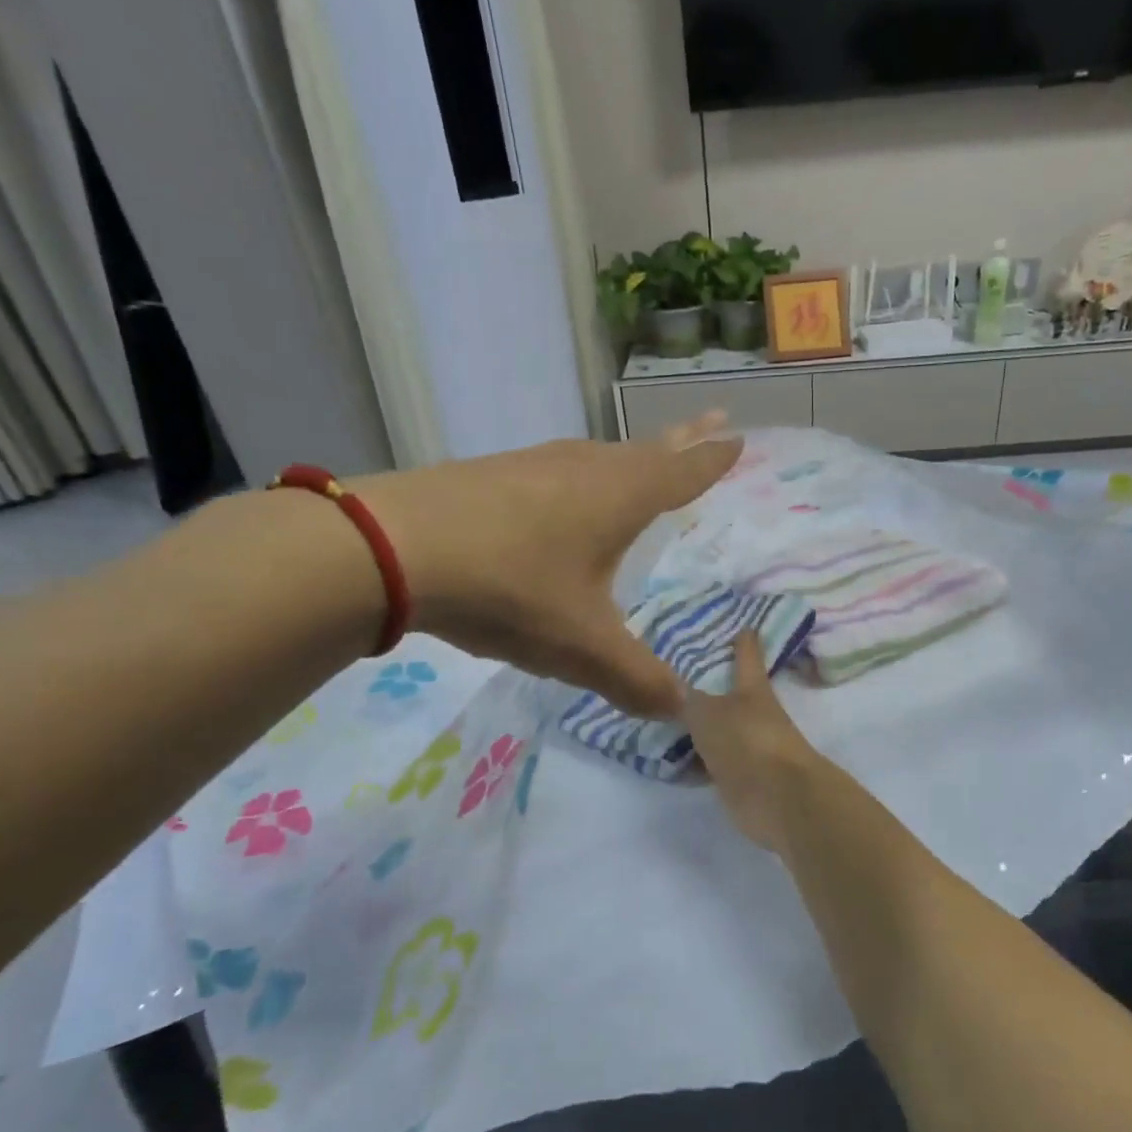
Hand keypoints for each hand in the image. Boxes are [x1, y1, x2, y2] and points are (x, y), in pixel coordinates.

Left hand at [354, 415, 738, 716]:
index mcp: (621, 497)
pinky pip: (557, 471)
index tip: (738, 437)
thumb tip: (680, 709)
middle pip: (646, 450)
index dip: (712, 459)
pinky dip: (580, 477)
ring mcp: (534, 465)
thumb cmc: (511, 588)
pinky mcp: (492, 475)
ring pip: (598, 457)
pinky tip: (562, 496)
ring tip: (643, 462)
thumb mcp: (583, 647)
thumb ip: (636, 680)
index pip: (683, 472)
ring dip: (628, 457)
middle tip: (710, 422)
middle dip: (682, 440)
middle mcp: (585, 469)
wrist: (394, 549)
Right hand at [682, 630, 827, 850]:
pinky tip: (667, 759)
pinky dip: (692, 762)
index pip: (747, 657)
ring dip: (697, 728)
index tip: (745, 627)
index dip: (744, 642)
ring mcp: (748, 748)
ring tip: (661, 717)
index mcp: (752, 689)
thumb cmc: (747, 740)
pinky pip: (710, 764)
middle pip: (730, 696)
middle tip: (674, 677)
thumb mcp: (707, 713)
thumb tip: (671, 687)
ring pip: (717, 732)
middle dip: (708, 687)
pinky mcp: (740, 780)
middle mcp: (753, 715)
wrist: (778, 798)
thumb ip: (686, 700)